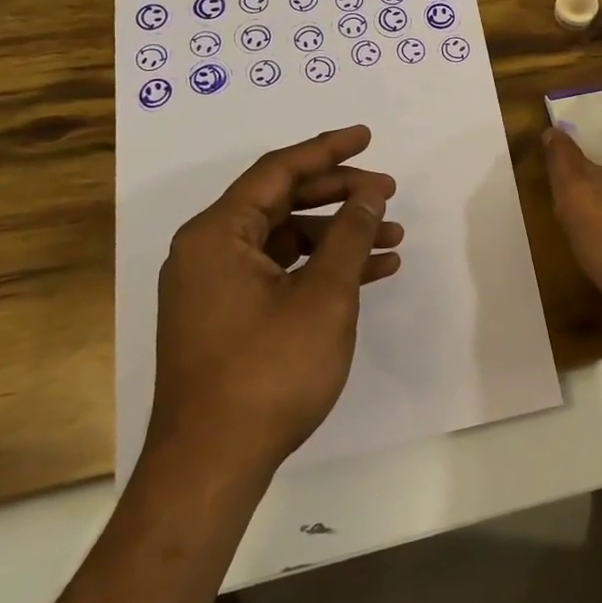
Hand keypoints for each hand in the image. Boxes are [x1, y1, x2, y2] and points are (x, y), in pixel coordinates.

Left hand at [146, 125, 402, 473]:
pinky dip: (322, 269)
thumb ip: (349, 235)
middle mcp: (209, 251)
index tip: (366, 137)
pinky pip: (281, 273)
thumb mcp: (323, 295)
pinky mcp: (229, 317)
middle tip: (388, 192)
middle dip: (339, 195)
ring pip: (286, 240)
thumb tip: (370, 194)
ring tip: (392, 239)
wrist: (213, 465)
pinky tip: (370, 273)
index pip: (277, 171)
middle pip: (282, 202)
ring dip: (338, 236)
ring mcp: (216, 287)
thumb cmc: (268, 370)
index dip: (327, 150)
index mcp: (217, 234)